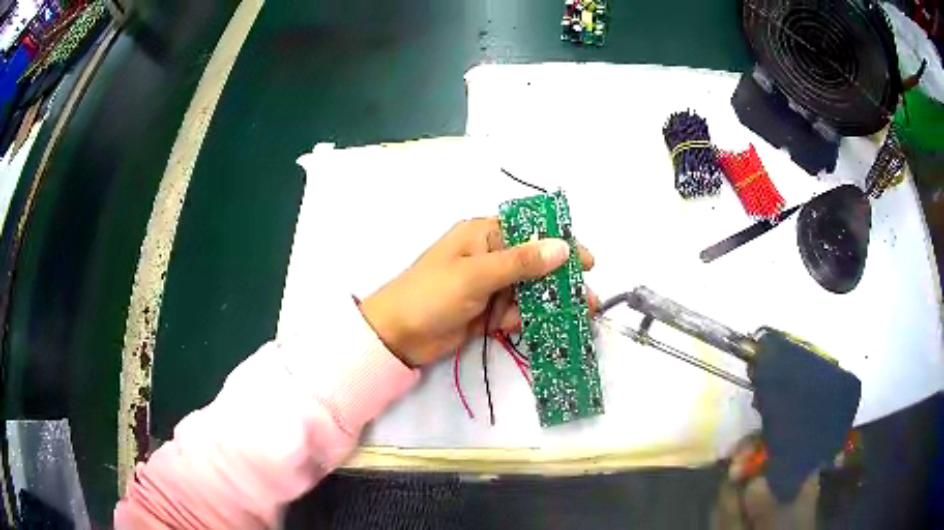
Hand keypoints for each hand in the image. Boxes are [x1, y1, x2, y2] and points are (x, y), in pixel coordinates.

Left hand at [361, 217, 595, 366]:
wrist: (397, 336)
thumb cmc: (430, 295)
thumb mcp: (475, 274)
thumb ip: (519, 262)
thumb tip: (561, 247)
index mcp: (484, 235)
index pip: (530, 232)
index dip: (560, 243)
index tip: (586, 260)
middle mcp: (490, 256)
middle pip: (534, 264)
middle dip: (561, 279)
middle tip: (589, 296)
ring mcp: (489, 286)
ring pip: (528, 290)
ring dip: (551, 302)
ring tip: (579, 315)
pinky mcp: (487, 311)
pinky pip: (516, 311)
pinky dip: (531, 318)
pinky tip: (550, 327)